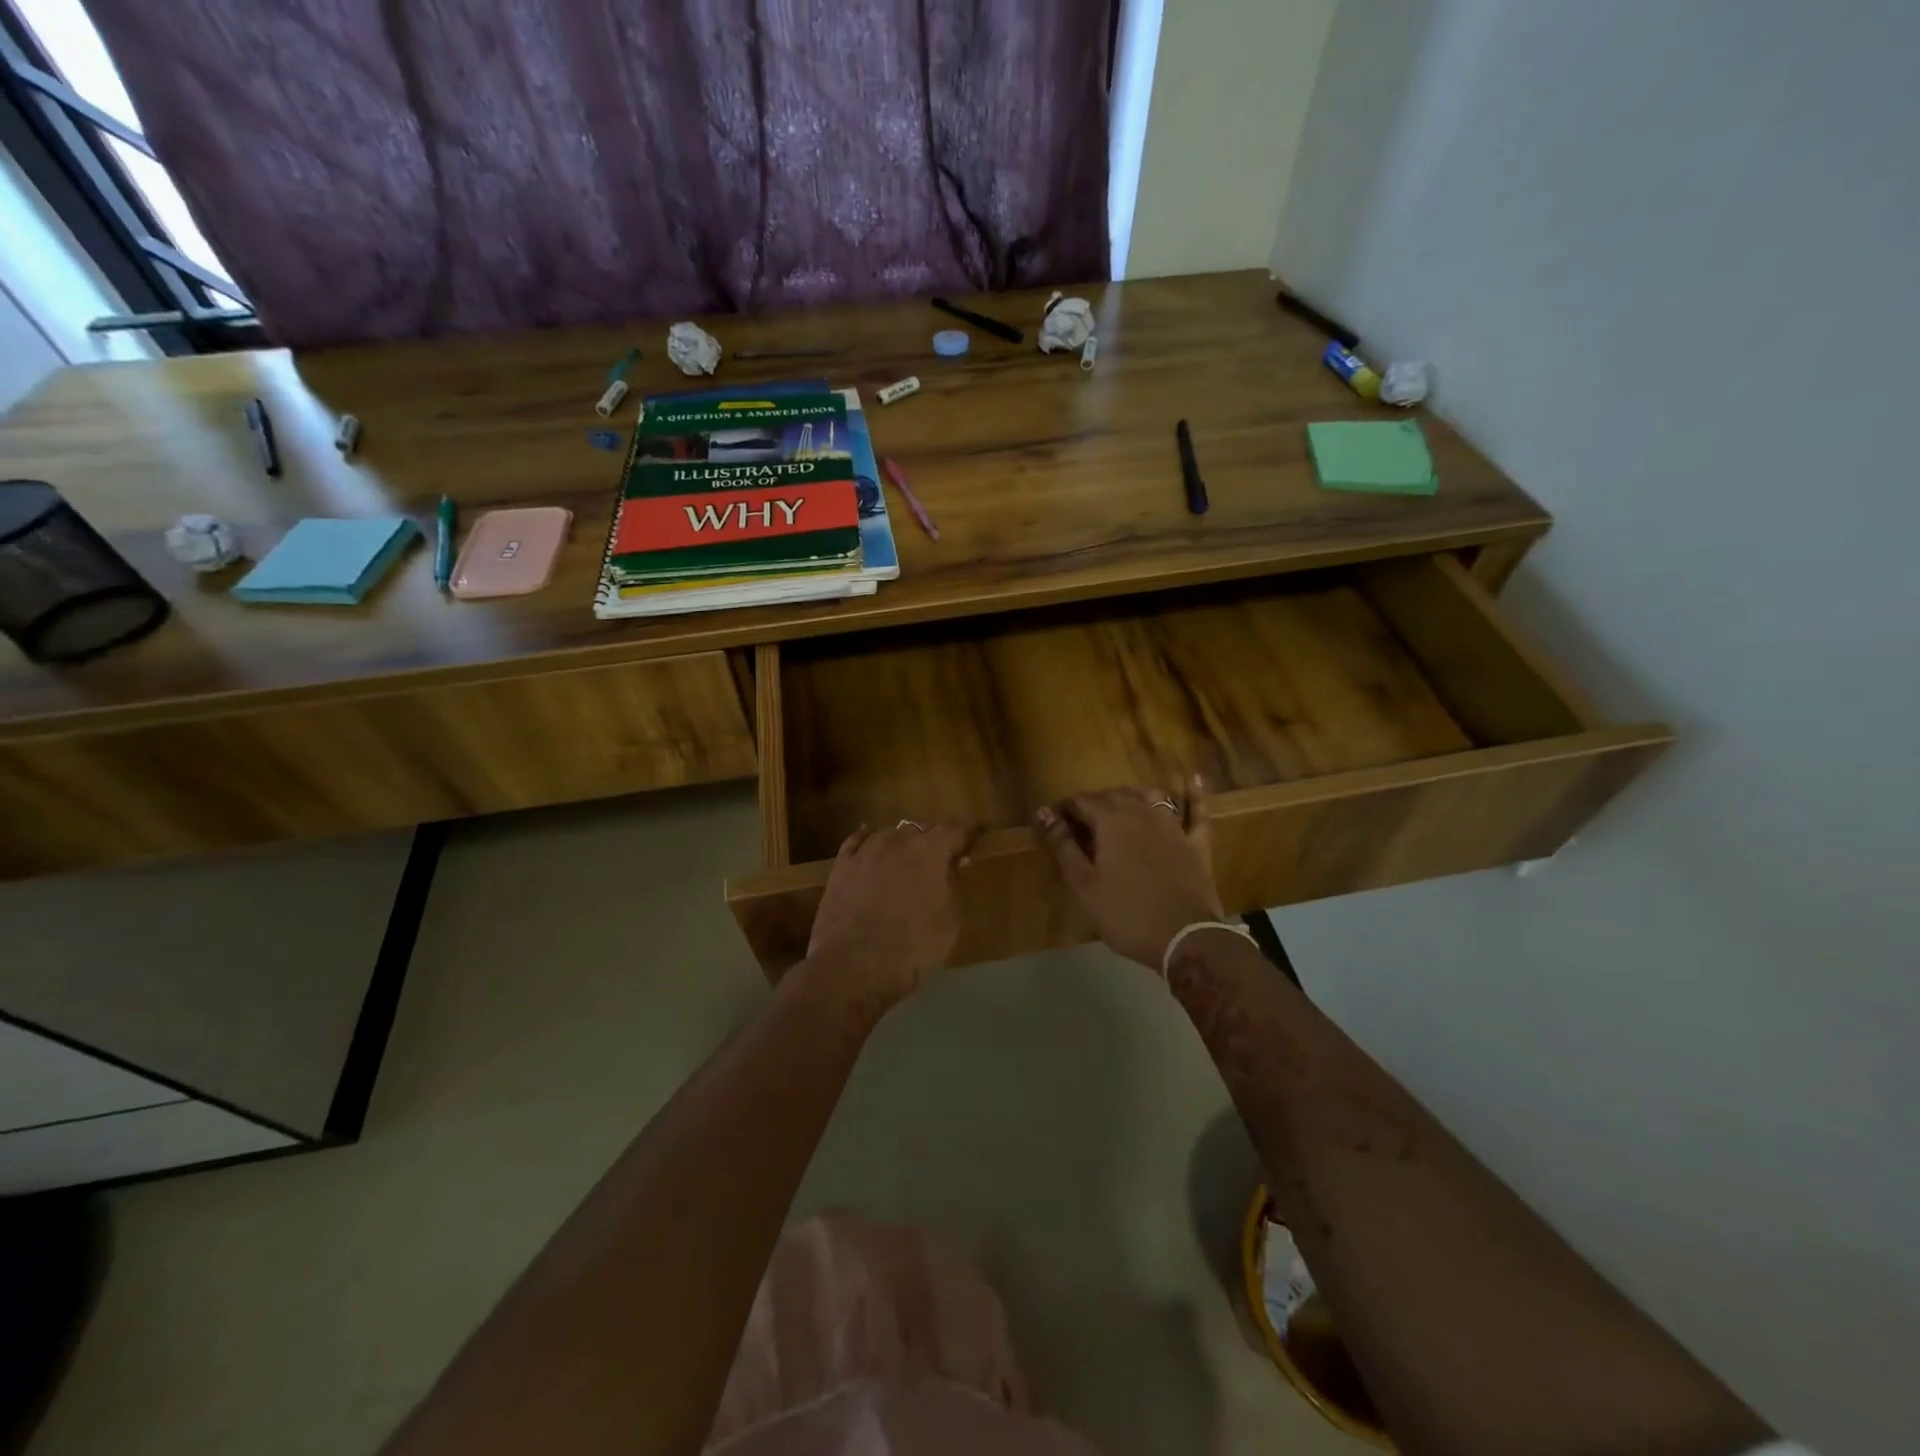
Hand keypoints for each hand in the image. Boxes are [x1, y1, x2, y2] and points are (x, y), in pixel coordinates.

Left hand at [803, 821, 974, 1011]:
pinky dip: (867, 840)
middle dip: (934, 840)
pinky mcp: (840, 867)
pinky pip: (856, 843)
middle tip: (942, 858)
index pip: (956, 830)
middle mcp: (897, 841)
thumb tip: (957, 861)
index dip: (968, 834)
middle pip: (921, 829)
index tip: (976, 838)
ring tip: (907, 859)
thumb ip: (954, 884)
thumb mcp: (949, 921)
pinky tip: (868, 841)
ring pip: (890, 834)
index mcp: (930, 851)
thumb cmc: (912, 948)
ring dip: (902, 843)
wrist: (852, 967)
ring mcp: (865, 852)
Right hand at [1036, 777, 1223, 969]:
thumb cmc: (1126, 914)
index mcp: (1111, 822)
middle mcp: (1142, 814)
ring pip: (1151, 796)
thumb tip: (1045, 813)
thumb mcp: (1084, 885)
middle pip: (1114, 796)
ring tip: (1120, 801)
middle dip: (1095, 802)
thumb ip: (1063, 846)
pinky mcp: (1197, 842)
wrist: (1185, 938)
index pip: (1082, 802)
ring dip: (1132, 794)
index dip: (1065, 808)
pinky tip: (1193, 778)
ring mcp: (1173, 826)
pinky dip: (1194, 794)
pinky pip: (1197, 811)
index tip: (1053, 819)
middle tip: (1081, 819)